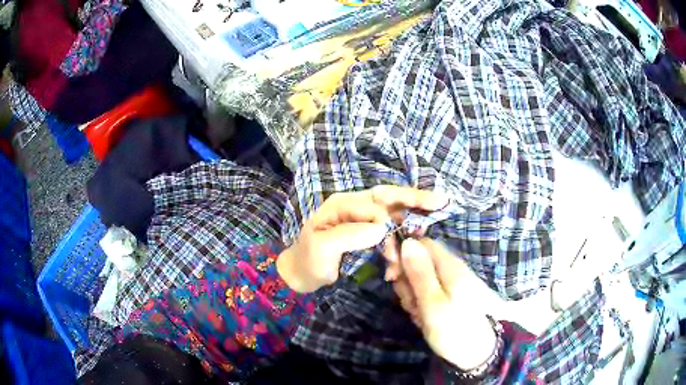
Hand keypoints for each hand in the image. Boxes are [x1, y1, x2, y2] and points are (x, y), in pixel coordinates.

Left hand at [277, 186, 447, 292]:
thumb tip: (382, 229)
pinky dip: (397, 245)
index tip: (387, 243)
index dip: (387, 220)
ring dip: (406, 230)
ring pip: (393, 216)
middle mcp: (355, 206)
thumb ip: (350, 235)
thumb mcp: (322, 248)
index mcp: (343, 204)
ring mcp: (362, 219)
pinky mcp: (366, 234)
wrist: (301, 275)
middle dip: (416, 199)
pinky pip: (389, 233)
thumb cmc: (308, 260)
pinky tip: (396, 262)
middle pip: (390, 198)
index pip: (374, 203)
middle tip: (441, 200)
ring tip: (412, 246)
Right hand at [392, 238, 498, 369]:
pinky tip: (422, 316)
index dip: (402, 253)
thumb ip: (420, 273)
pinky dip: (418, 303)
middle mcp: (450, 270)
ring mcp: (448, 283)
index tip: (390, 273)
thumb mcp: (433, 303)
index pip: (421, 243)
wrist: (473, 353)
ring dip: (410, 295)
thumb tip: (407, 241)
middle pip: (418, 261)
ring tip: (418, 313)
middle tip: (409, 301)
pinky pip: (424, 292)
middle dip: (406, 280)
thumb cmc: (453, 330)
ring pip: (418, 279)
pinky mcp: (445, 296)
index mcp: (450, 266)